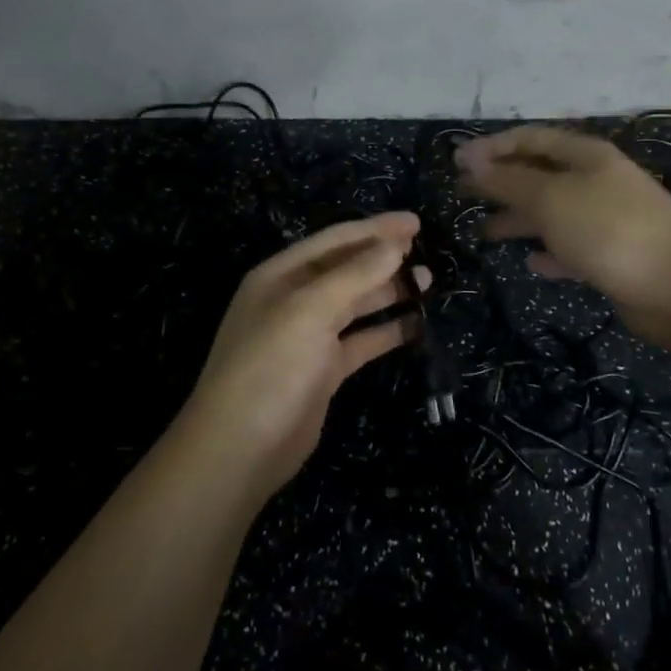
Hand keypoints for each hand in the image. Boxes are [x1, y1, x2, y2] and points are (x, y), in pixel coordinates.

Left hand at [181, 212, 427, 498]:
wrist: (241, 447)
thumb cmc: (271, 366)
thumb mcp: (310, 310)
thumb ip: (354, 275)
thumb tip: (394, 244)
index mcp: (281, 275)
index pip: (334, 241)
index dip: (375, 229)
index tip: (415, 222)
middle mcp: (294, 300)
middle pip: (347, 269)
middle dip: (385, 259)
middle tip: (427, 253)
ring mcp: (309, 336)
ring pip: (356, 304)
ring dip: (389, 292)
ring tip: (429, 283)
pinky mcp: (324, 370)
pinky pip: (361, 340)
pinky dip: (387, 331)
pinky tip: (416, 325)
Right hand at [456, 126, 670, 339]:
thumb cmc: (609, 229)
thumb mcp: (550, 198)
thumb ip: (508, 180)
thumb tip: (470, 160)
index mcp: (584, 156)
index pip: (530, 138)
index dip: (492, 146)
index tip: (456, 162)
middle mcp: (595, 181)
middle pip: (538, 173)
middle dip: (500, 181)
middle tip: (462, 193)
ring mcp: (605, 219)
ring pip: (551, 212)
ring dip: (519, 219)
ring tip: (485, 232)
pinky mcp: (612, 256)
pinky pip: (570, 248)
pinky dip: (549, 252)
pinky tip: (531, 263)